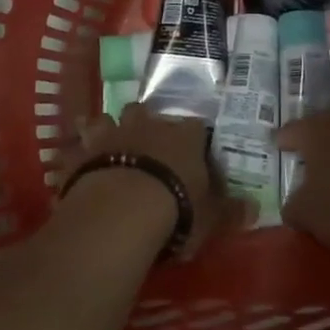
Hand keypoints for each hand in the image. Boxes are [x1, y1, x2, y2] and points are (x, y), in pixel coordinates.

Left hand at [58, 104, 238, 258]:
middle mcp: (149, 125)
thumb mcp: (211, 218)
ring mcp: (112, 134)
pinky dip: (77, 150)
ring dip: (108, 128)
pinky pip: (76, 145)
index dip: (193, 136)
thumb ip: (231, 211)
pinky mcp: (82, 152)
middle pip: (147, 111)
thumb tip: (255, 208)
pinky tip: (75, 158)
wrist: (120, 211)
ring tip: (109, 140)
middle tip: (147, 140)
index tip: (193, 147)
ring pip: (108, 119)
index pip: (195, 126)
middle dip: (146, 121)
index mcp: (185, 136)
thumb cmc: (175, 210)